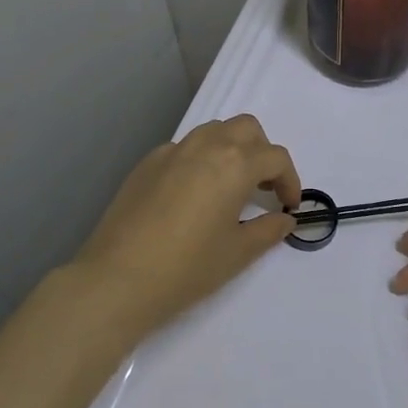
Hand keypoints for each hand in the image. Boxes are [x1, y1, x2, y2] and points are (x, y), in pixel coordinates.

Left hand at [66, 115, 300, 338]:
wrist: (117, 279)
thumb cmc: (187, 268)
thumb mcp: (237, 253)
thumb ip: (268, 230)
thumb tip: (285, 219)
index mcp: (234, 164)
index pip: (275, 157)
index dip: (290, 180)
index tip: (289, 206)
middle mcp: (205, 146)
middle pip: (246, 128)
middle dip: (262, 152)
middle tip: (262, 188)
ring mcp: (172, 151)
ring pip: (213, 131)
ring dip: (231, 149)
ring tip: (230, 187)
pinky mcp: (146, 164)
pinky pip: (184, 148)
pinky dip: (200, 160)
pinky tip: (192, 195)